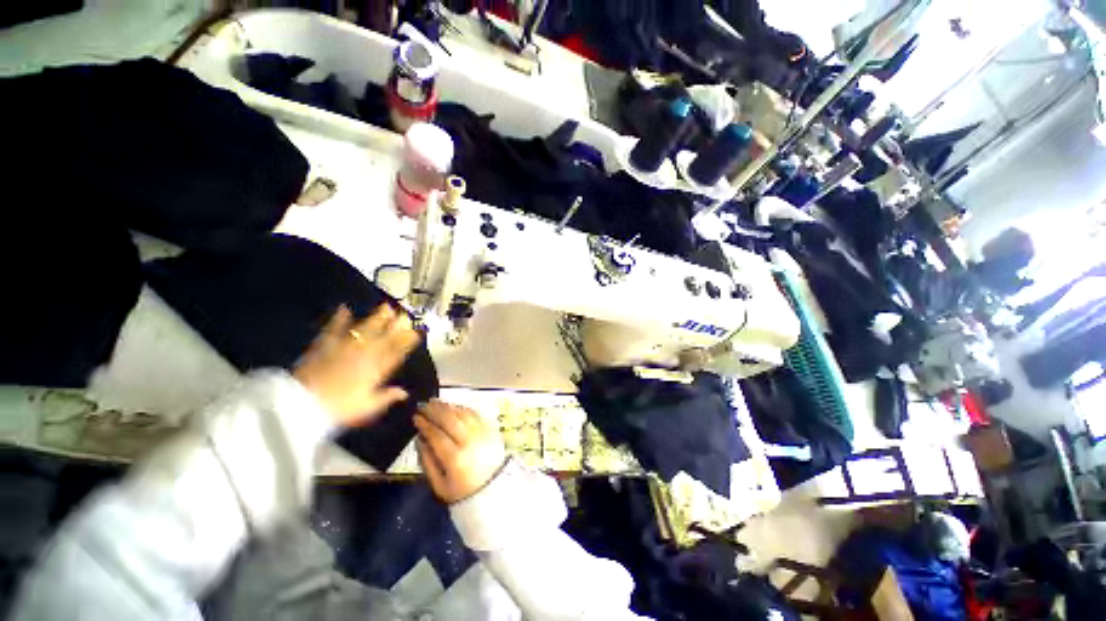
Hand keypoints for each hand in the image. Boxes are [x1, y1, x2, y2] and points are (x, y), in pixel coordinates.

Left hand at [294, 304, 420, 426]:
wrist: (303, 403)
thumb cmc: (339, 408)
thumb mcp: (368, 406)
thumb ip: (387, 397)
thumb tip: (404, 393)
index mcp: (377, 370)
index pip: (397, 352)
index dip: (408, 341)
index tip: (416, 332)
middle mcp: (365, 355)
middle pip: (384, 336)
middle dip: (396, 325)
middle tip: (404, 314)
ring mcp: (345, 347)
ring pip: (365, 329)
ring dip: (376, 318)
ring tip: (385, 307)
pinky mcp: (326, 345)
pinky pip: (334, 328)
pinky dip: (339, 318)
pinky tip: (344, 308)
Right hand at [416, 401, 507, 503]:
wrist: (494, 489)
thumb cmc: (462, 491)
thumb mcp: (439, 485)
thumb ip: (427, 462)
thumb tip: (419, 440)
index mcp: (456, 459)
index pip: (437, 435)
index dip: (425, 425)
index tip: (416, 417)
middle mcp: (470, 442)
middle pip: (451, 420)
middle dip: (435, 410)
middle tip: (423, 405)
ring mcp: (482, 433)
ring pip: (463, 414)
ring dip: (448, 406)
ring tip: (435, 403)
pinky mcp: (491, 429)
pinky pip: (475, 414)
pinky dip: (462, 409)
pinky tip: (453, 407)